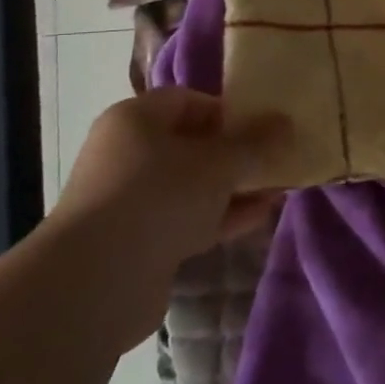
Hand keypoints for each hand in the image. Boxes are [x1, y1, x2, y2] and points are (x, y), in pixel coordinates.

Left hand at [46, 88, 289, 348]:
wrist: (97, 282)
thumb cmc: (159, 197)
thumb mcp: (219, 163)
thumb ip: (257, 142)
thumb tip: (287, 122)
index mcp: (135, 120)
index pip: (188, 101)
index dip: (228, 110)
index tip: (264, 127)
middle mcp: (127, 154)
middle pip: (192, 144)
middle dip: (237, 153)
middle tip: (277, 158)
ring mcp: (130, 201)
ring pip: (192, 185)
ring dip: (234, 187)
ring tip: (279, 188)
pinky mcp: (138, 241)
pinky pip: (187, 218)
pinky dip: (220, 215)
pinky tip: (260, 216)